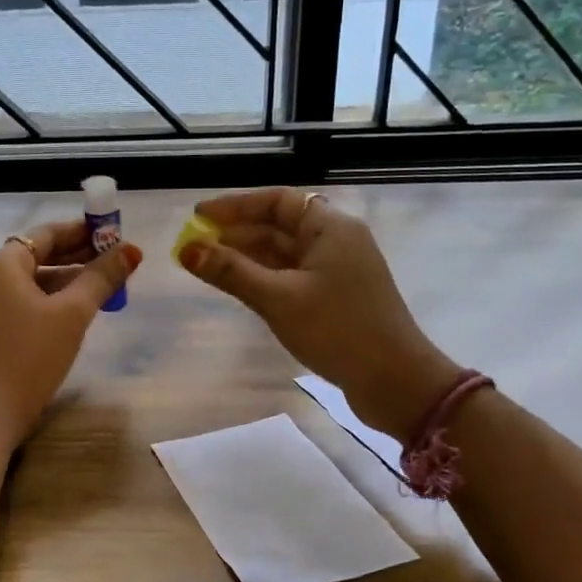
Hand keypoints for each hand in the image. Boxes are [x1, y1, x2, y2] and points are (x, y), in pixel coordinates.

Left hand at [0, 219, 142, 450]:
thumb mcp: (73, 313)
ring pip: (36, 280)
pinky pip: (29, 301)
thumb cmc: (31, 355)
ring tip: (107, 284)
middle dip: (79, 255)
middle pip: (40, 254)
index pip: (46, 233)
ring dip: (70, 279)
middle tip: (117, 258)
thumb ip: (102, 278)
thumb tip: (132, 250)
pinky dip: (55, 299)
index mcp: (4, 264)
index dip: (82, 231)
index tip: (113, 234)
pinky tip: (81, 310)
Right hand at [179, 188, 460, 439]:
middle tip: (194, 247)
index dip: (235, 206)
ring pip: (285, 253)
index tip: (198, 218)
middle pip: (279, 225)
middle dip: (236, 233)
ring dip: (247, 257)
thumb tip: (186, 249)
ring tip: (208, 266)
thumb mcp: (278, 299)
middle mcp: (336, 240)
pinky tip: (239, 287)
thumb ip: (231, 272)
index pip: (276, 201)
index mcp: (330, 227)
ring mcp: (338, 270)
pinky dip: (265, 277)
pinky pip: (293, 275)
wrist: (395, 381)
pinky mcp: (336, 297)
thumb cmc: (337, 330)